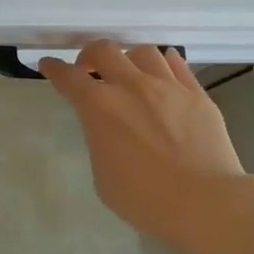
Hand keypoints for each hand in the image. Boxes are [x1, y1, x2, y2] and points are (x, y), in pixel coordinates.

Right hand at [39, 41, 245, 244]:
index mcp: (100, 108)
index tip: (48, 65)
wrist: (205, 202)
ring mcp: (167, 86)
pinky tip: (162, 70)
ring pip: (143, 52)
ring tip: (129, 73)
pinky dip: (164, 63)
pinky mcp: (196, 93)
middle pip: (104, 51)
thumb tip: (108, 128)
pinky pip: (177, 64)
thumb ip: (100, 141)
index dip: (54, 69)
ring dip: (128, 59)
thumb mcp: (104, 177)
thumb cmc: (146, 200)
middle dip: (89, 55)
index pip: (69, 78)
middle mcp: (132, 86)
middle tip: (89, 69)